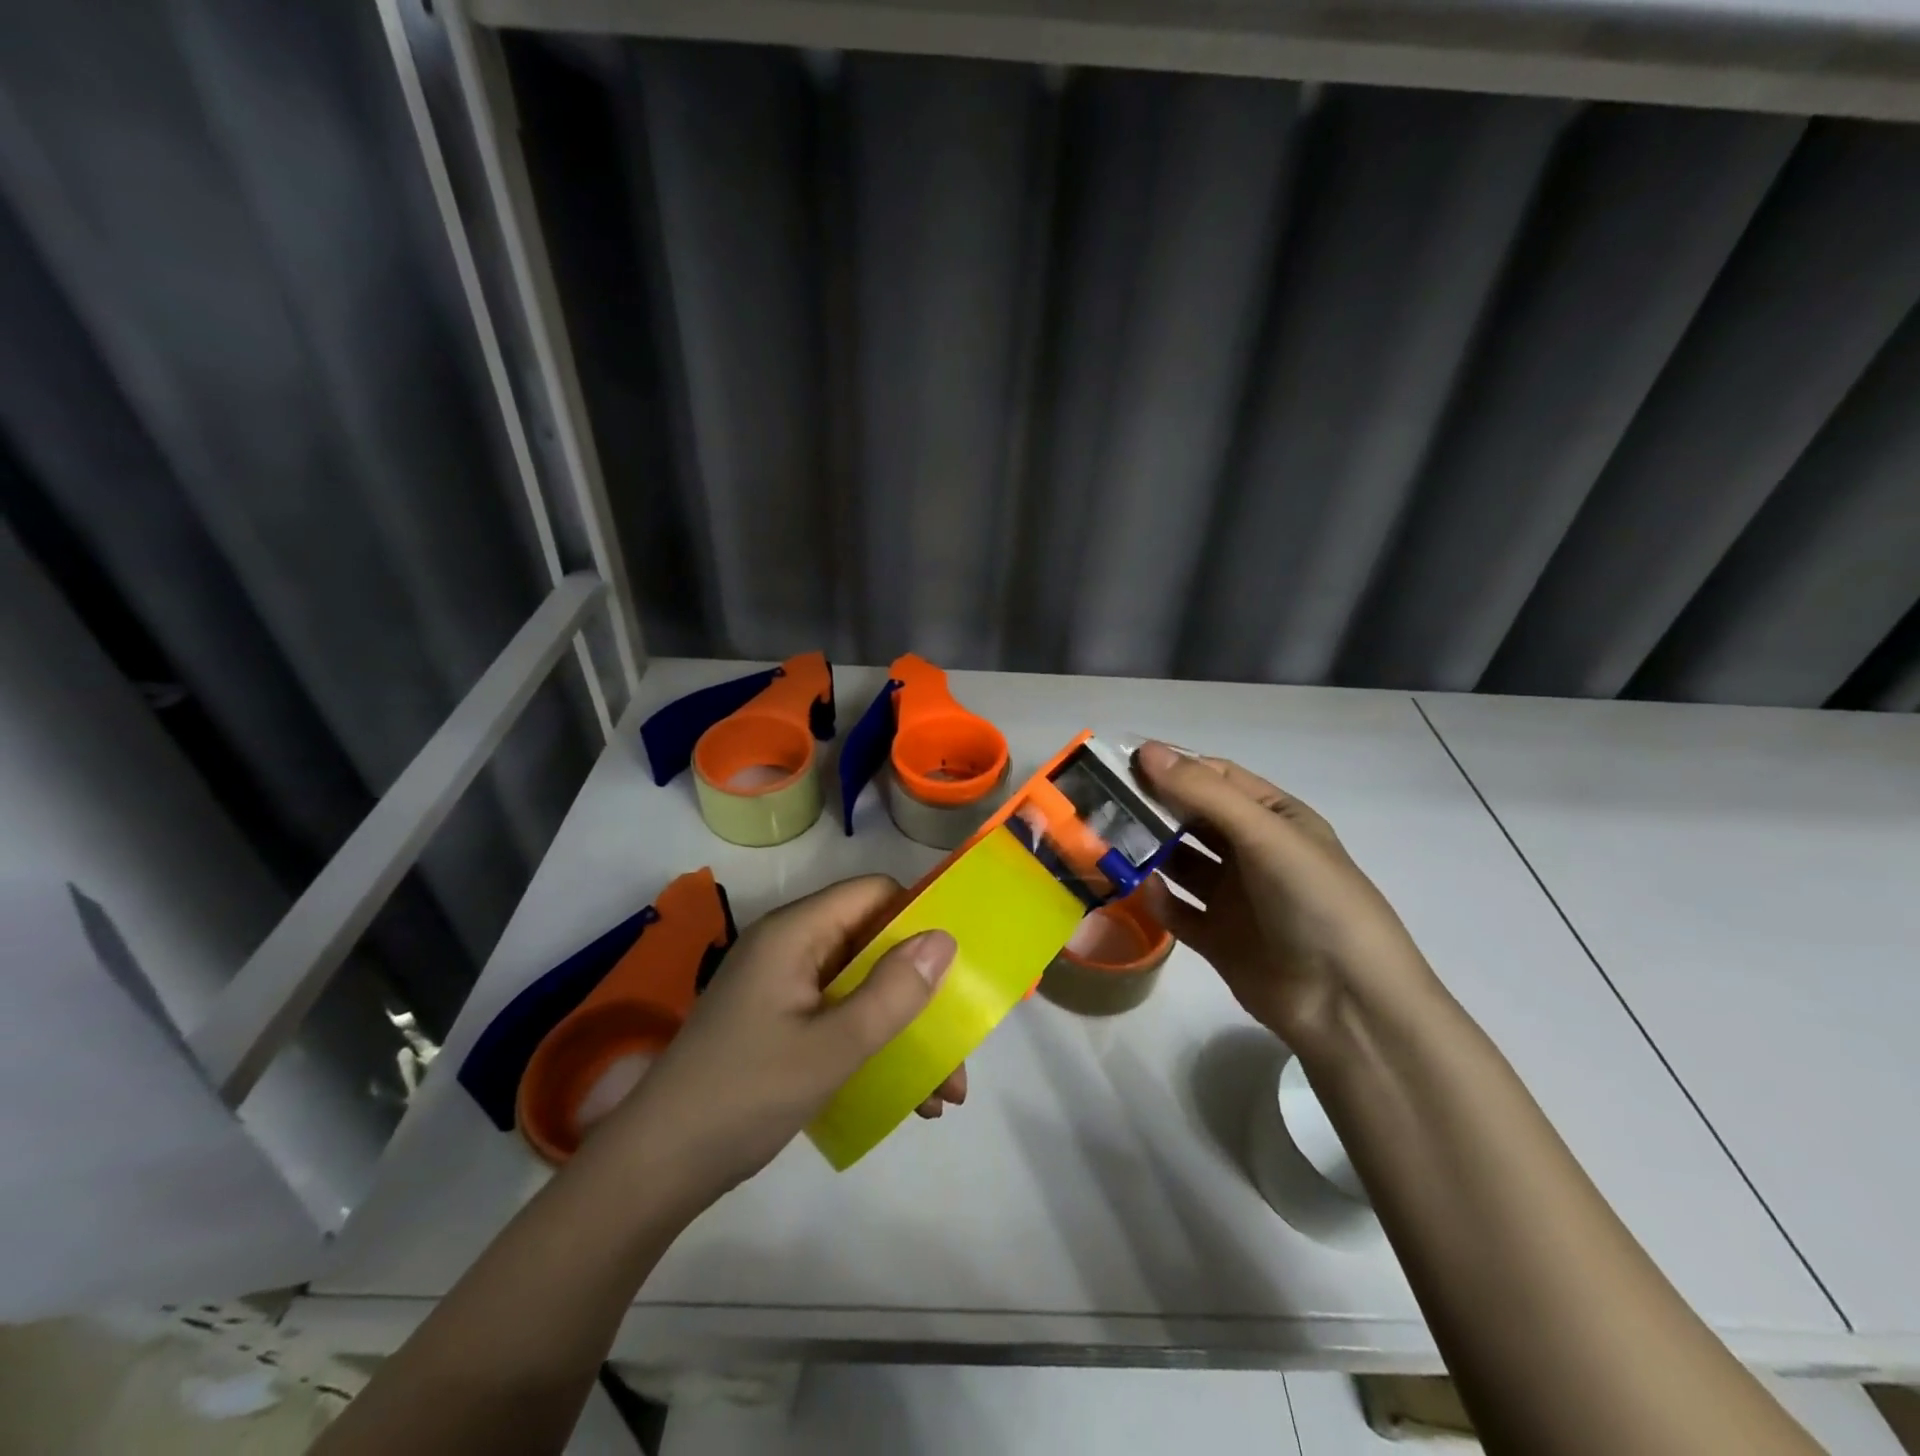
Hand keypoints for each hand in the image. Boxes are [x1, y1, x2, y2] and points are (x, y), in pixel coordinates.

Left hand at [598, 876, 963, 1203]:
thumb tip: (944, 938)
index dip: (917, 917)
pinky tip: (907, 1098)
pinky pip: (840, 1017)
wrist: (656, 1169)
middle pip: (872, 945)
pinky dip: (874, 1046)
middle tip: (958, 1045)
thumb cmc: (744, 1095)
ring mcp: (783, 988)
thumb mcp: (831, 1048)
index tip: (955, 962)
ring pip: (862, 987)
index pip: (872, 893)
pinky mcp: (779, 1024)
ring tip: (943, 1093)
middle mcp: (790, 948)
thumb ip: (891, 992)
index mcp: (795, 933)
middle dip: (920, 992)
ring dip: (904, 1030)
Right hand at [1133, 742, 1436, 1052]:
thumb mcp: (1265, 835)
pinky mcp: (1218, 939)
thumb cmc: (1314, 901)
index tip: (1123, 762)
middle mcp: (1253, 852)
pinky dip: (1157, 899)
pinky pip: (1178, 910)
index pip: (1217, 778)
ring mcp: (1235, 898)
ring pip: (1181, 863)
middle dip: (1154, 807)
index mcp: (1275, 818)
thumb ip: (1204, 793)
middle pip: (1193, 818)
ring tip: (1110, 841)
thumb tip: (1146, 750)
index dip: (1174, 767)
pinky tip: (1139, 889)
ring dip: (1150, 851)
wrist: (1348, 1004)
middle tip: (1105, 801)